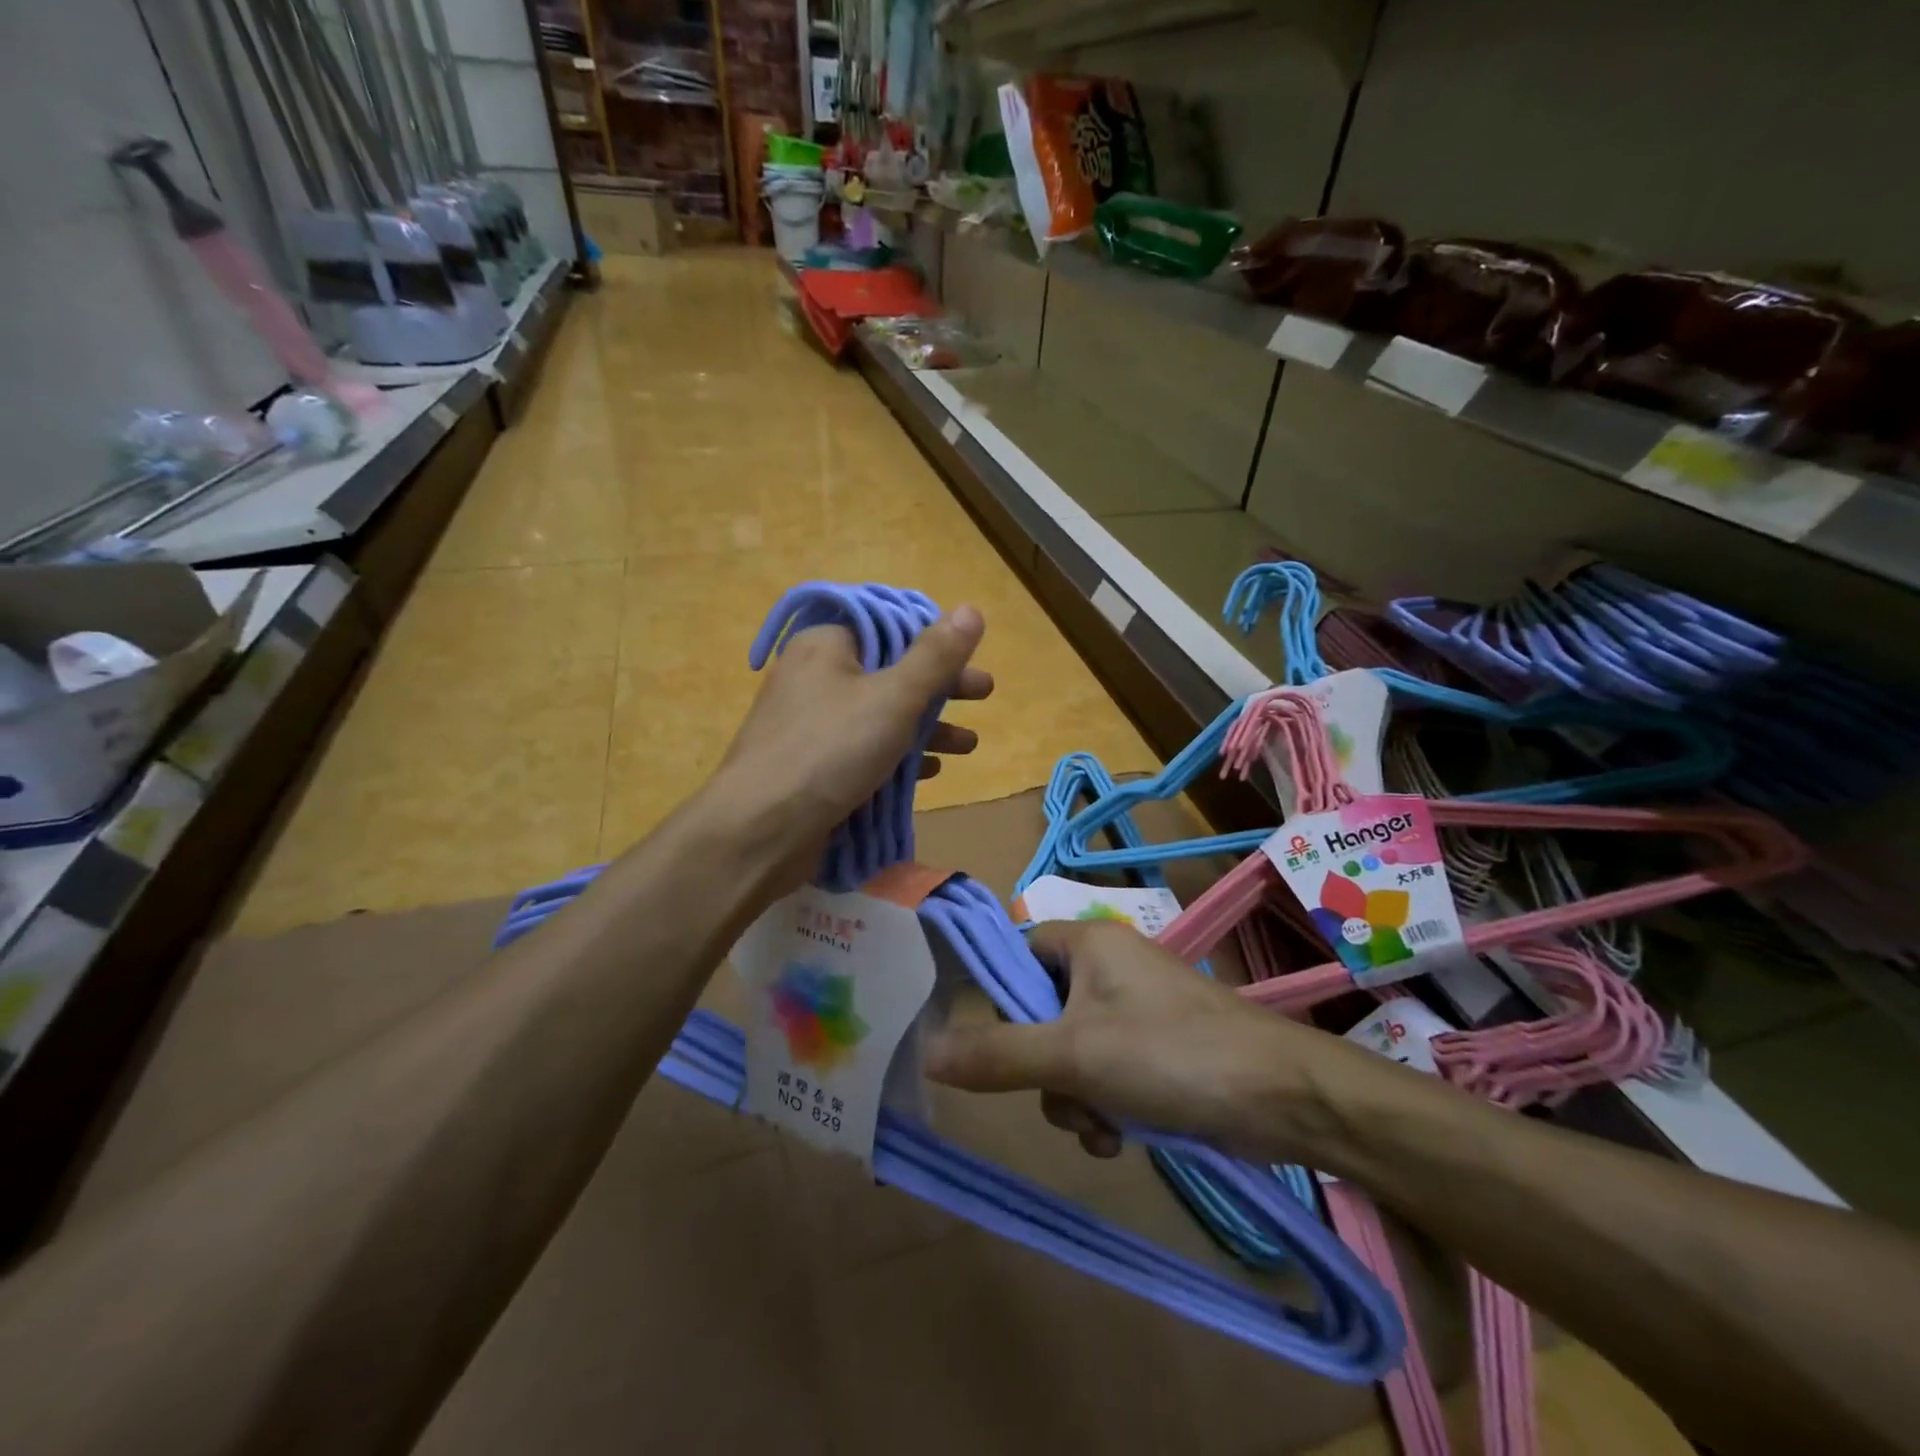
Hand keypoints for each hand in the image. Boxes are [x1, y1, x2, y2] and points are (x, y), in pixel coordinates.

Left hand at [709, 606, 991, 887]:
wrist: (760, 830)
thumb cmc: (830, 751)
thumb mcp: (894, 698)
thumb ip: (935, 657)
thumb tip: (971, 609)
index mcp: (826, 646)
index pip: (887, 627)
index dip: (932, 639)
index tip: (970, 657)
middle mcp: (815, 677)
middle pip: (890, 671)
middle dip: (941, 687)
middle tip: (984, 695)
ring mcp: (811, 725)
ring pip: (880, 715)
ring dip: (927, 727)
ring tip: (969, 745)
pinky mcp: (814, 766)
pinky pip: (864, 751)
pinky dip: (898, 756)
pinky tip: (932, 772)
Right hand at [925, 919, 1382, 1164]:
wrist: (1284, 1098)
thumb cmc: (1171, 1054)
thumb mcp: (1074, 1054)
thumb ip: (997, 1053)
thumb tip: (926, 1051)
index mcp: (1087, 944)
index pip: (1016, 953)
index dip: (999, 996)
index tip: (992, 1044)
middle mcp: (1108, 970)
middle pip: (1038, 1013)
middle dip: (1043, 1069)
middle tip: (1063, 1094)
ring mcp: (1133, 1013)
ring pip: (1068, 1055)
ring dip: (1074, 1099)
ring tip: (1104, 1127)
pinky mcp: (1156, 1052)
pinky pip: (1103, 1075)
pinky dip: (1104, 1108)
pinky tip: (1121, 1139)